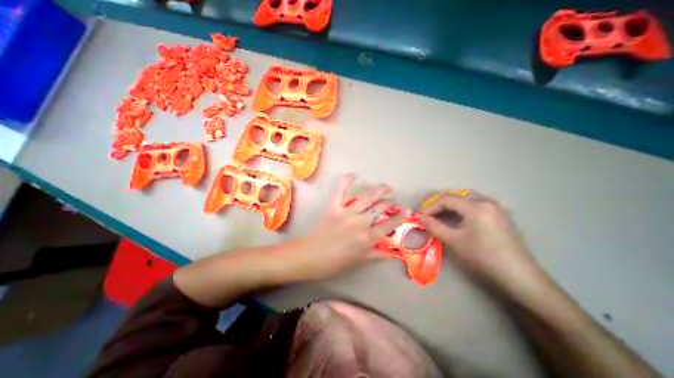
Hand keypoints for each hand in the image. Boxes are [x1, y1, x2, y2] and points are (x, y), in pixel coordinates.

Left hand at [290, 175, 403, 280]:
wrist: (310, 256)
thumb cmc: (335, 262)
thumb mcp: (358, 260)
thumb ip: (376, 254)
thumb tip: (393, 254)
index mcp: (367, 237)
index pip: (389, 225)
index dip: (400, 218)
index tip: (406, 212)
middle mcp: (360, 222)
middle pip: (380, 208)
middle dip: (391, 203)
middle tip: (394, 202)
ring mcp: (347, 213)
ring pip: (367, 197)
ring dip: (379, 190)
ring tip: (386, 187)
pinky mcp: (334, 207)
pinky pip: (340, 191)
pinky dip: (345, 181)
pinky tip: (353, 175)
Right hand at [420, 192, 552, 301]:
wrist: (518, 276)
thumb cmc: (482, 256)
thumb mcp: (453, 240)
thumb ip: (433, 226)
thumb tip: (419, 217)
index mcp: (476, 205)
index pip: (446, 199)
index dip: (430, 206)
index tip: (420, 216)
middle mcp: (487, 200)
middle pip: (456, 196)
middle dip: (440, 204)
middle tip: (429, 215)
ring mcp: (497, 206)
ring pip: (467, 198)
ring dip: (451, 205)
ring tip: (440, 215)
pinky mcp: (501, 214)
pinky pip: (477, 203)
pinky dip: (463, 207)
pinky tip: (459, 217)